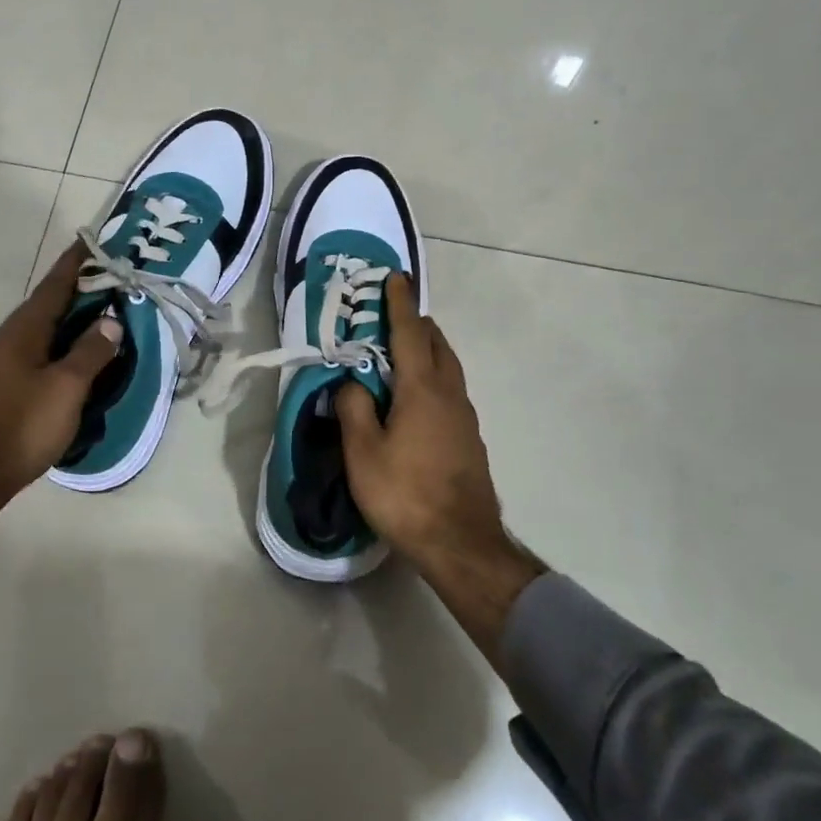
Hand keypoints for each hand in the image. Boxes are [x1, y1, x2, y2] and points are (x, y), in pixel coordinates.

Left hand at [0, 242, 119, 558]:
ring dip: (62, 327)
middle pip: (42, 309)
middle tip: (104, 289)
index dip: (73, 265)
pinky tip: (63, 368)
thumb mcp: (66, 389)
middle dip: (72, 296)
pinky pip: (26, 357)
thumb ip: (91, 353)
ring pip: (33, 335)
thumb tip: (110, 320)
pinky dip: (50, 351)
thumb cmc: (20, 427)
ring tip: (90, 327)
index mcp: (20, 332)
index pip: (52, 287)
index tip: (88, 242)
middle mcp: (0, 341)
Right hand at [336, 274, 544, 660]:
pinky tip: (416, 398)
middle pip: (437, 345)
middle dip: (417, 324)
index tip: (397, 277)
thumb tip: (351, 383)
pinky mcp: (469, 438)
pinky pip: (450, 391)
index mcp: (422, 389)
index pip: (410, 333)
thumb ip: (354, 409)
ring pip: (448, 368)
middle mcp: (450, 394)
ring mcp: (465, 417)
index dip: (400, 304)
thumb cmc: (405, 494)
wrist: (461, 543)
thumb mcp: (363, 453)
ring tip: (402, 352)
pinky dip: (433, 377)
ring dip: (427, 350)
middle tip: (392, 317)